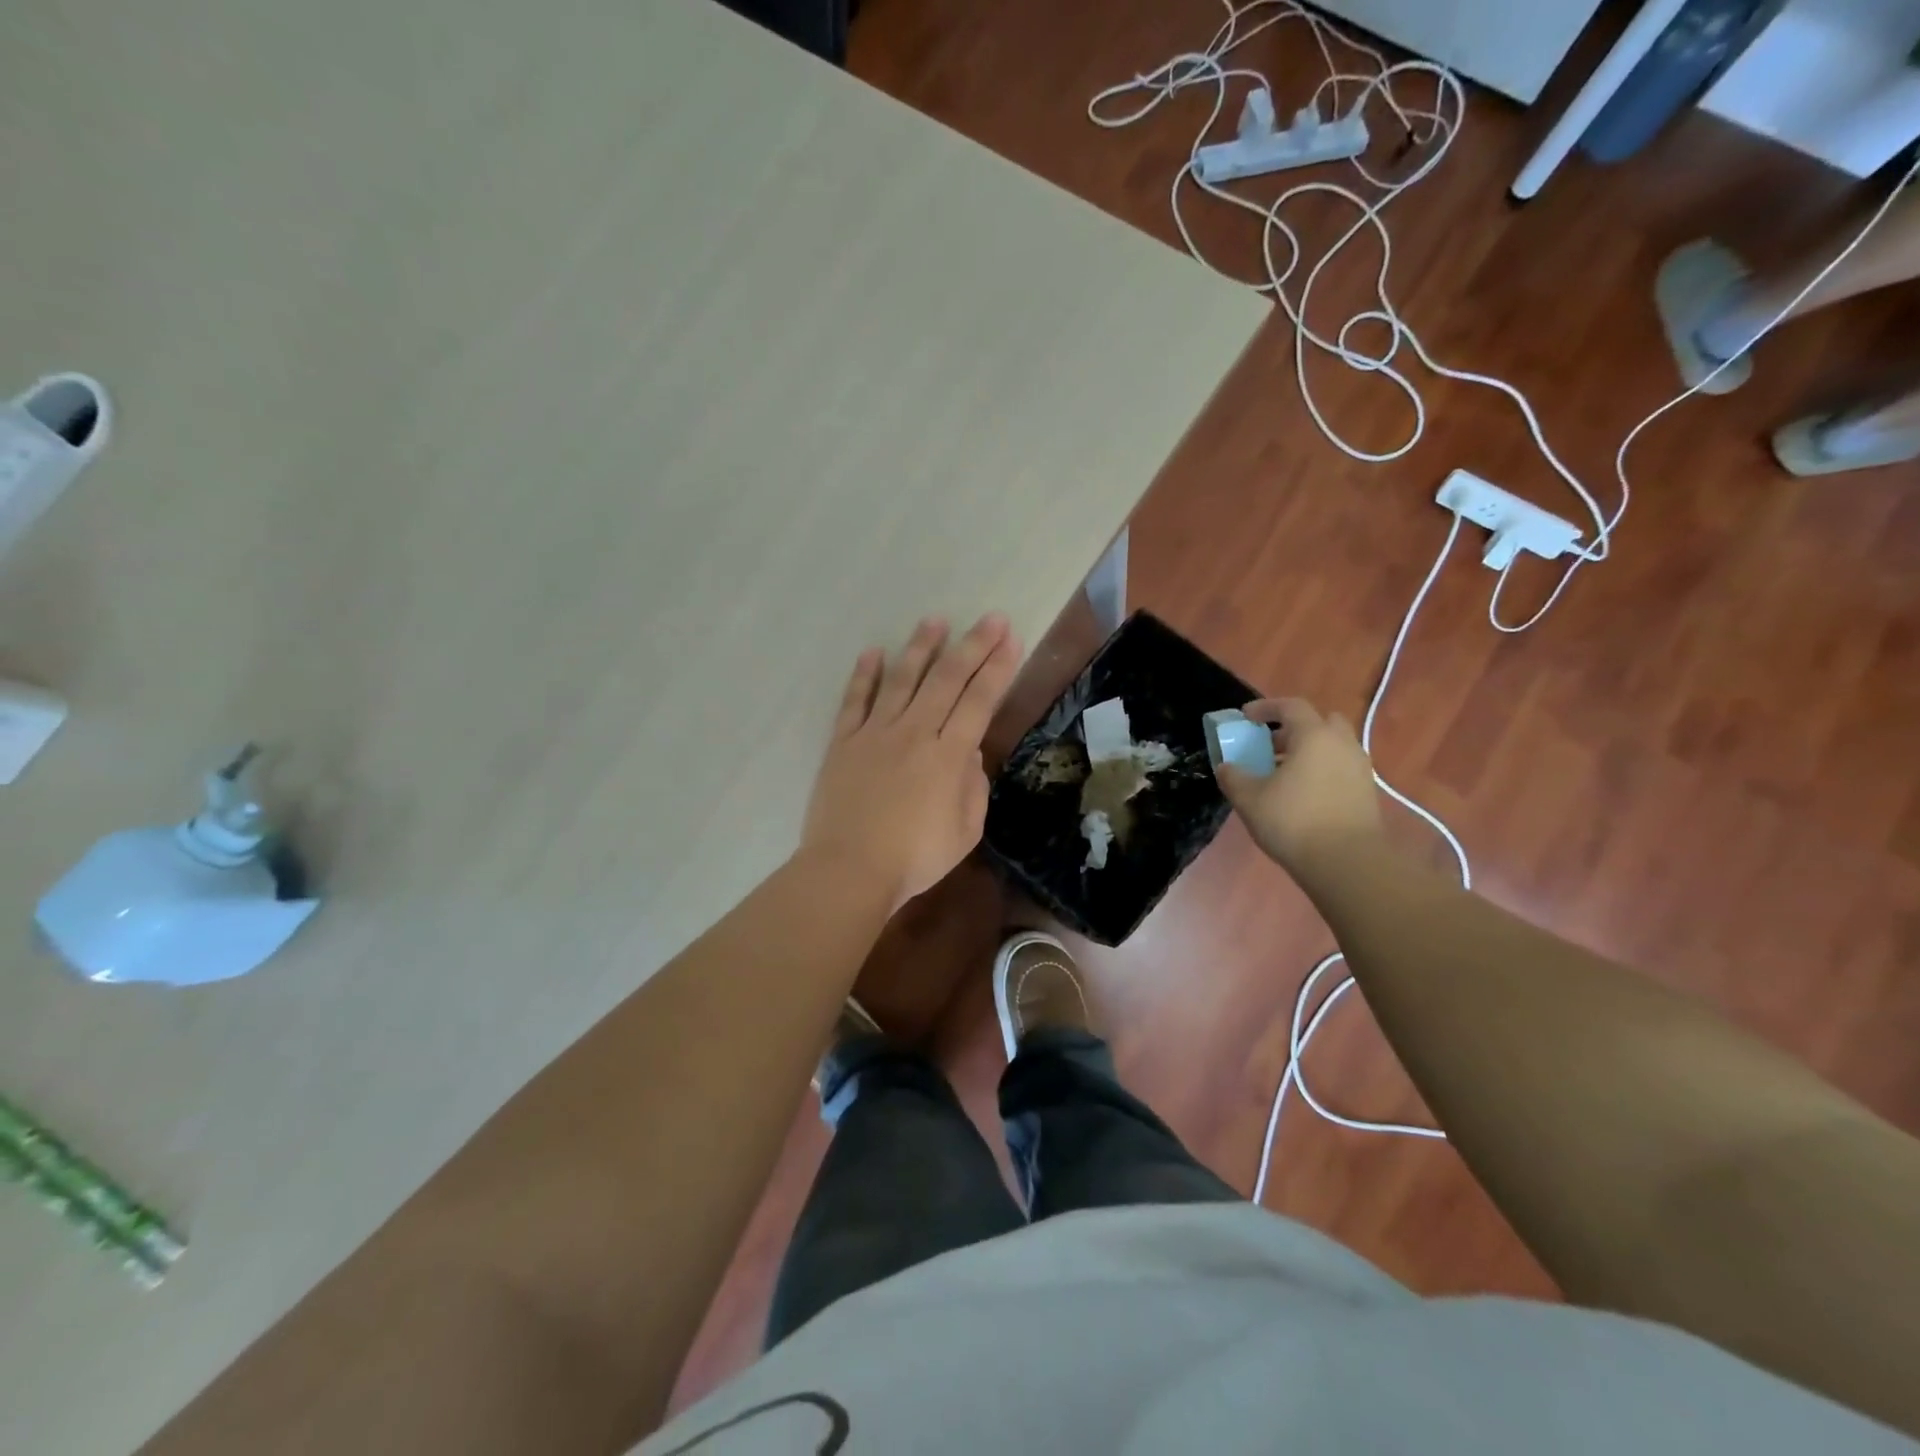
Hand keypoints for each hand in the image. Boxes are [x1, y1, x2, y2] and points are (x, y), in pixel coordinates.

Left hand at [802, 614, 1023, 909]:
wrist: (850, 869)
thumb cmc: (915, 858)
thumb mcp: (966, 831)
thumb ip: (973, 787)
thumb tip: (969, 754)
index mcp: (948, 755)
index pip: (979, 700)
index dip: (997, 667)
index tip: (1010, 638)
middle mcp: (914, 732)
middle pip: (946, 680)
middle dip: (972, 646)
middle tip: (989, 618)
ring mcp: (874, 734)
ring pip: (901, 680)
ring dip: (920, 648)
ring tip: (935, 620)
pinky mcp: (842, 742)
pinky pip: (854, 701)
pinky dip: (864, 675)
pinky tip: (874, 652)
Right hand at [1215, 697, 1382, 872]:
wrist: (1347, 863)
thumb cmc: (1294, 821)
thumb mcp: (1249, 798)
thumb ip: (1233, 777)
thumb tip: (1226, 767)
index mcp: (1314, 736)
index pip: (1290, 706)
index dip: (1266, 707)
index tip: (1246, 717)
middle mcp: (1342, 744)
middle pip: (1319, 722)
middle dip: (1294, 728)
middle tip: (1271, 745)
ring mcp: (1359, 768)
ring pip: (1332, 746)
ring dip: (1309, 751)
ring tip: (1283, 774)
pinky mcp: (1366, 792)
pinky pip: (1340, 768)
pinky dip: (1321, 771)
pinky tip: (1302, 795)